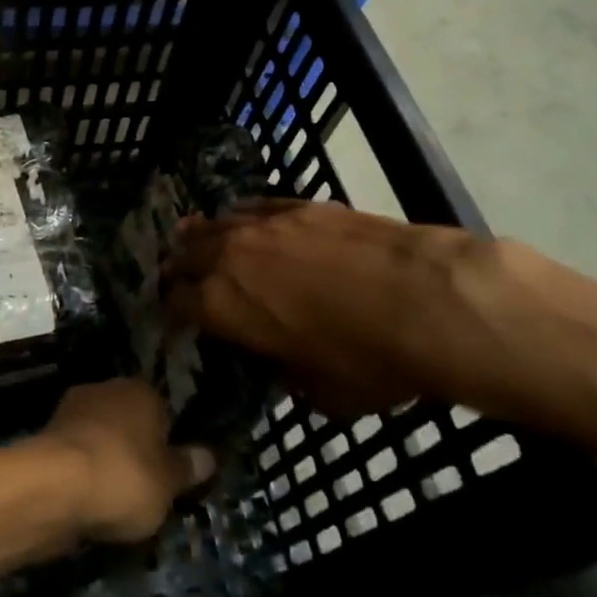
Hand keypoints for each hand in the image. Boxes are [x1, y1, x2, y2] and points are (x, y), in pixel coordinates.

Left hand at [38, 380, 215, 543]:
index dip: (166, 442)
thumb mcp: (168, 483)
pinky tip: (86, 498)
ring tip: (113, 501)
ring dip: (104, 459)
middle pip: (127, 420)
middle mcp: (106, 389)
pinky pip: (76, 453)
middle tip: (143, 488)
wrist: (54, 487)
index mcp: (140, 391)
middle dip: (133, 447)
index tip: (168, 473)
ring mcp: (72, 409)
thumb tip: (208, 455)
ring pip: (99, 435)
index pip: (161, 410)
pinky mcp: (47, 434)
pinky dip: (81, 471)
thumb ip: (187, 468)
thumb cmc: (124, 477)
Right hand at [160, 200, 505, 419]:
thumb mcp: (322, 392)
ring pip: (216, 223)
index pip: (176, 303)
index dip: (171, 311)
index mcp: (222, 306)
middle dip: (177, 267)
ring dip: (202, 235)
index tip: (175, 318)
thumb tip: (283, 365)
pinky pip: (255, 204)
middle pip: (186, 254)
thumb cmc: (369, 360)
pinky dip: (243, 214)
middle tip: (176, 276)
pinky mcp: (299, 205)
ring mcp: (264, 224)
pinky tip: (243, 216)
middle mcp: (230, 256)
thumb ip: (288, 374)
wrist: (426, 300)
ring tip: (194, 237)